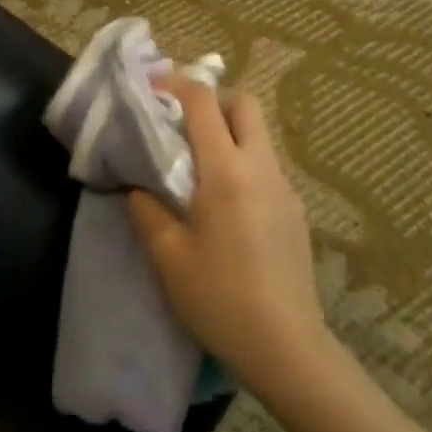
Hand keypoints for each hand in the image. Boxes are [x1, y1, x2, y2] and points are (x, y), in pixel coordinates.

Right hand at [127, 79, 327, 395]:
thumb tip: (136, 186)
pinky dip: (242, 160)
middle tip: (180, 121)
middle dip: (212, 99)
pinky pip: (266, 165)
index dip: (176, 85)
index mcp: (227, 172)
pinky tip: (224, 201)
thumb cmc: (219, 298)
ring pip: (259, 134)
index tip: (151, 88)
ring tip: (197, 161)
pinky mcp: (295, 211)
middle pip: (245, 104)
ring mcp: (285, 188)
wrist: (286, 347)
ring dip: (228, 130)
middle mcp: (262, 168)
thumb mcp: (167, 256)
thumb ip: (146, 210)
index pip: (204, 103)